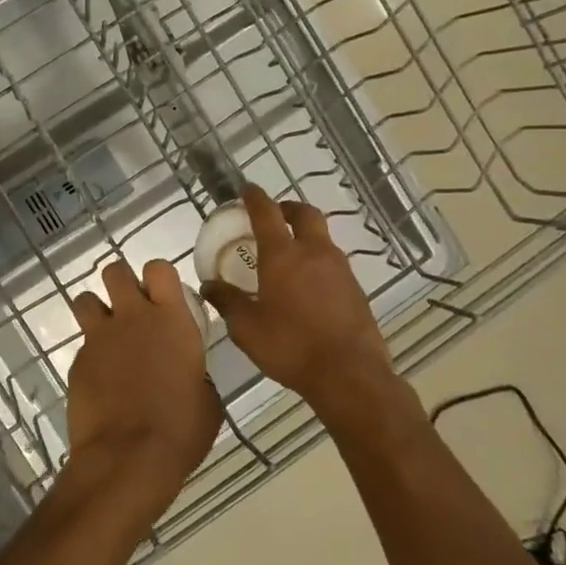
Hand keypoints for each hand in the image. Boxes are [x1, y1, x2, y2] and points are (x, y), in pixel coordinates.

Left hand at [63, 259, 221, 526]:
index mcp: (171, 320)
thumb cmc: (180, 430)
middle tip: (131, 308)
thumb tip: (188, 374)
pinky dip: (91, 356)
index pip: (159, 268)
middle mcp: (132, 317)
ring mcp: (99, 338)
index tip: (162, 296)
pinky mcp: (77, 361)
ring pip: (85, 299)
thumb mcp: (206, 400)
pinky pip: (82, 345)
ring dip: (96, 310)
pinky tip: (101, 381)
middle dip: (121, 283)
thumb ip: (195, 372)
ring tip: (108, 336)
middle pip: (115, 271)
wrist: (128, 458)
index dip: (158, 277)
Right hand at [201, 185, 396, 411]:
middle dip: (288, 208)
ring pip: (323, 238)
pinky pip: (334, 263)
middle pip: (305, 214)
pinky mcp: (356, 290)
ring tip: (289, 253)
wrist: (350, 375)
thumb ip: (227, 301)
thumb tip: (209, 285)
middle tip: (275, 214)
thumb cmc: (290, 346)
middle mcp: (314, 253)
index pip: (267, 213)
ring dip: (305, 235)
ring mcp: (340, 270)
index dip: (255, 198)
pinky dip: (318, 261)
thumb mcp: (246, 328)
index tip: (247, 189)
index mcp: (283, 256)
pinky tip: (308, 284)